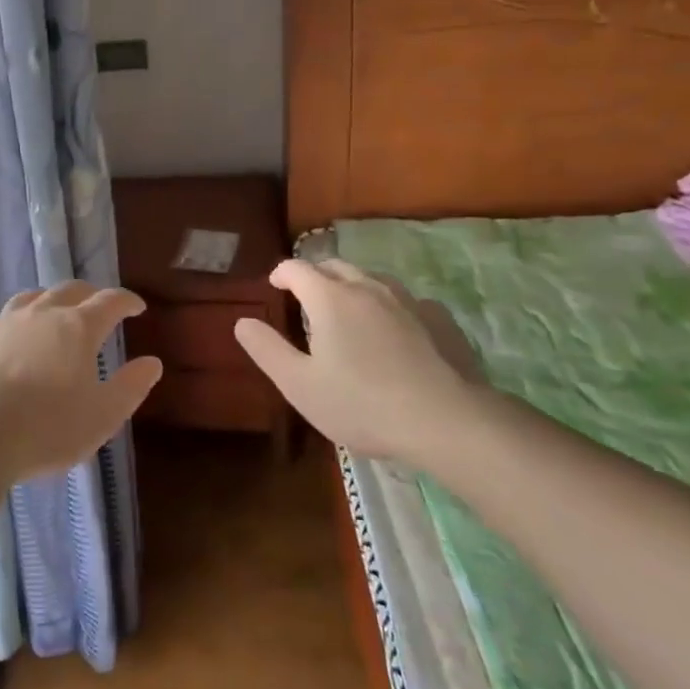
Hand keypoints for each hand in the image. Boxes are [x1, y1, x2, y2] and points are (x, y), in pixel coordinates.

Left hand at [0, 281, 162, 480]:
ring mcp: (6, 321)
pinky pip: (1, 318)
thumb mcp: (102, 416)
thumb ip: (130, 387)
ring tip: (55, 312)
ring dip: (50, 300)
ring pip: (33, 297)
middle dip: (90, 295)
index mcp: (78, 327)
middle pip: (71, 290)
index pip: (110, 301)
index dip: (127, 301)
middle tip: (98, 307)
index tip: (137, 307)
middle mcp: (43, 313)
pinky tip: (11, 336)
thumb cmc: (48, 427)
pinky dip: (15, 322)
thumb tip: (152, 363)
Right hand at [232, 259, 483, 462]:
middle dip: (316, 275)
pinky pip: (406, 301)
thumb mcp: (299, 385)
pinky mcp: (440, 318)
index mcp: (329, 298)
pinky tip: (395, 332)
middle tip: (307, 298)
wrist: (447, 422)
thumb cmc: (362, 404)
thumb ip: (267, 349)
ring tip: (349, 312)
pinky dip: (390, 307)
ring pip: (372, 279)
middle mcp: (367, 287)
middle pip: (335, 266)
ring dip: (353, 287)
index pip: (297, 268)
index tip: (275, 285)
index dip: (281, 273)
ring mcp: (408, 300)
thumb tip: (242, 321)